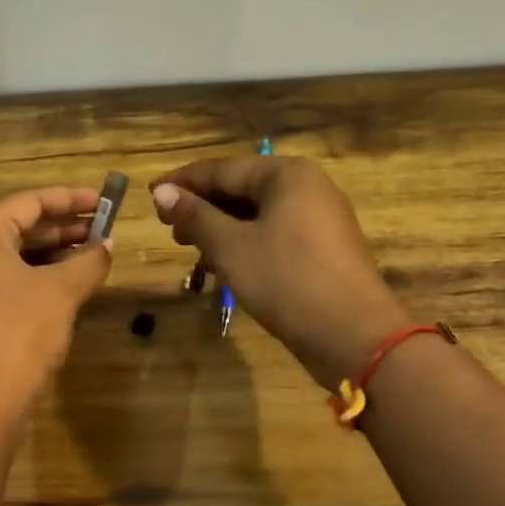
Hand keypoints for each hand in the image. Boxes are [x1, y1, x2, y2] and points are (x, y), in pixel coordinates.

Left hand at [0, 186, 113, 414]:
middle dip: (63, 228)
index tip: (102, 201)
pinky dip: (40, 280)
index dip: (68, 199)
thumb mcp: (61, 290)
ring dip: (54, 256)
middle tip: (103, 230)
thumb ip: (88, 261)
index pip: (27, 201)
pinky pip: (9, 285)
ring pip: (15, 259)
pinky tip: (70, 290)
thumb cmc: (19, 329)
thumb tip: (107, 246)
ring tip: (93, 258)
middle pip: (18, 228)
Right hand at [151, 157, 410, 384]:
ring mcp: (320, 219)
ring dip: (221, 230)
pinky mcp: (323, 250)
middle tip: (168, 230)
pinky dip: (246, 245)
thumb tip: (163, 192)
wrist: (354, 336)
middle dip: (202, 208)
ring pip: (257, 215)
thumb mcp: (232, 247)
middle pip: (241, 189)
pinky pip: (274, 235)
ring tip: (191, 250)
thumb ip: (196, 216)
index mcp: (286, 175)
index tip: (150, 196)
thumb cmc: (287, 281)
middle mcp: (307, 188)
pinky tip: (224, 267)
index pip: (222, 169)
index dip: (182, 183)